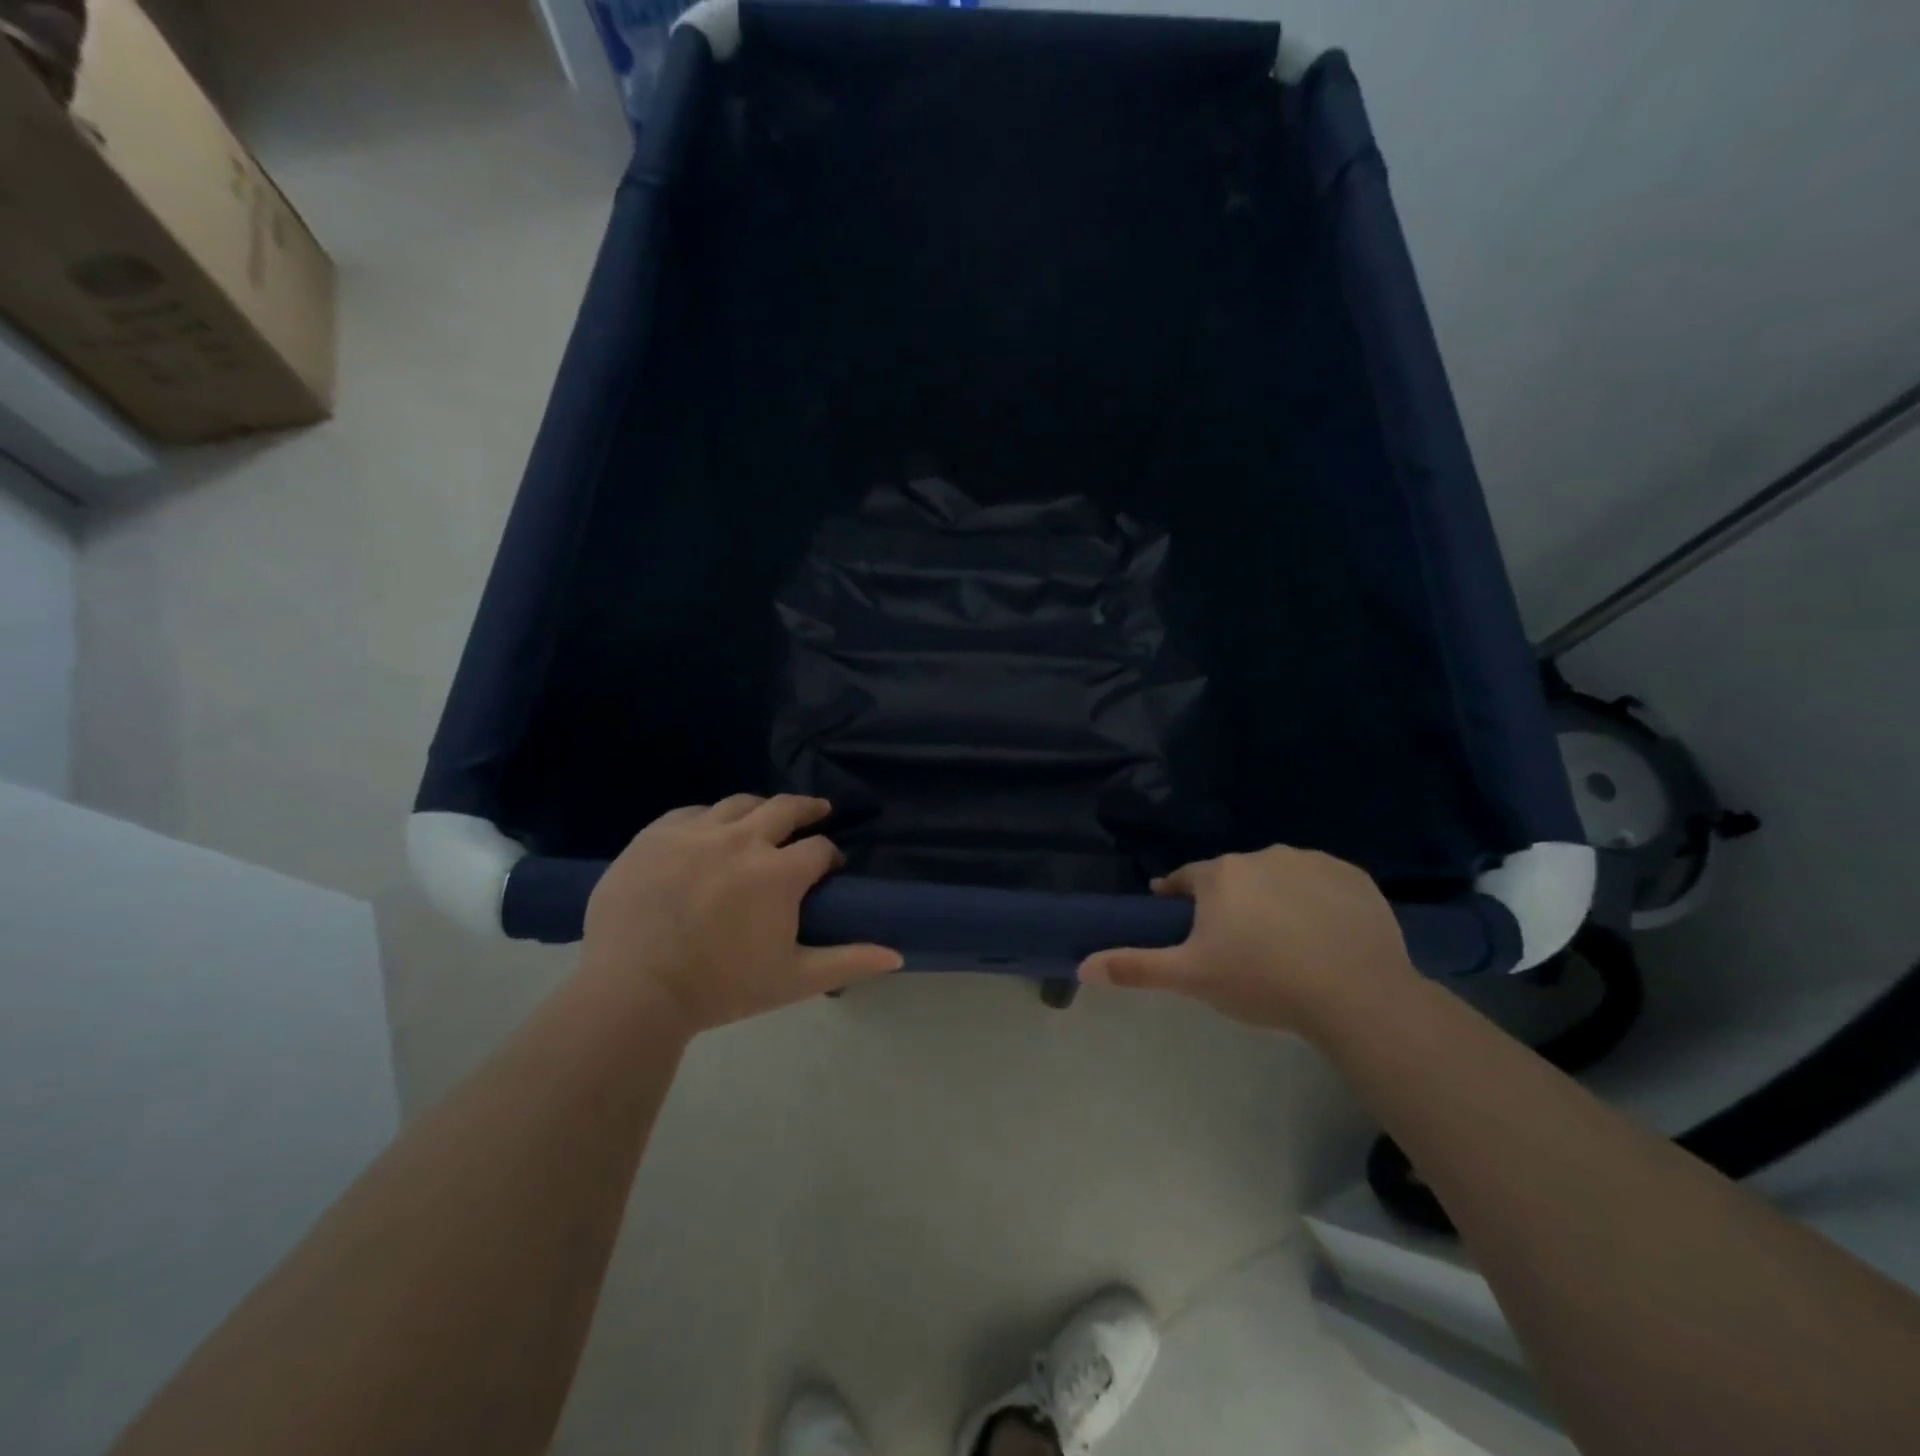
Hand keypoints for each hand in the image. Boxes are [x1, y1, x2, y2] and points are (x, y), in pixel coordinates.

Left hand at [581, 795, 901, 1035]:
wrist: (632, 993)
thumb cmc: (720, 988)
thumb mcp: (793, 980)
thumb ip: (848, 961)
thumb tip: (896, 955)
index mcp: (778, 873)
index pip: (820, 848)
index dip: (830, 855)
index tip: (830, 866)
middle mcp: (742, 839)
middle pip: (786, 807)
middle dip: (808, 809)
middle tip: (816, 814)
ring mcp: (695, 833)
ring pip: (739, 803)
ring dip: (760, 809)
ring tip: (763, 820)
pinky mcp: (655, 835)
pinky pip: (692, 812)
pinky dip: (709, 818)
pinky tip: (709, 832)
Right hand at [1078, 846, 1416, 1035]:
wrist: (1356, 995)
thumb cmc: (1262, 981)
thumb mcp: (1191, 978)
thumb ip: (1135, 967)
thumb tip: (1081, 964)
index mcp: (1220, 875)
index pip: (1186, 879)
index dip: (1178, 897)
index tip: (1179, 917)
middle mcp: (1262, 855)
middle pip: (1234, 878)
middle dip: (1229, 902)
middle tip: (1236, 943)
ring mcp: (1312, 862)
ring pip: (1278, 877)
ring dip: (1273, 898)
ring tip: (1283, 942)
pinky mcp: (1353, 877)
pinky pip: (1322, 884)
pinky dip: (1316, 902)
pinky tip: (1323, 935)